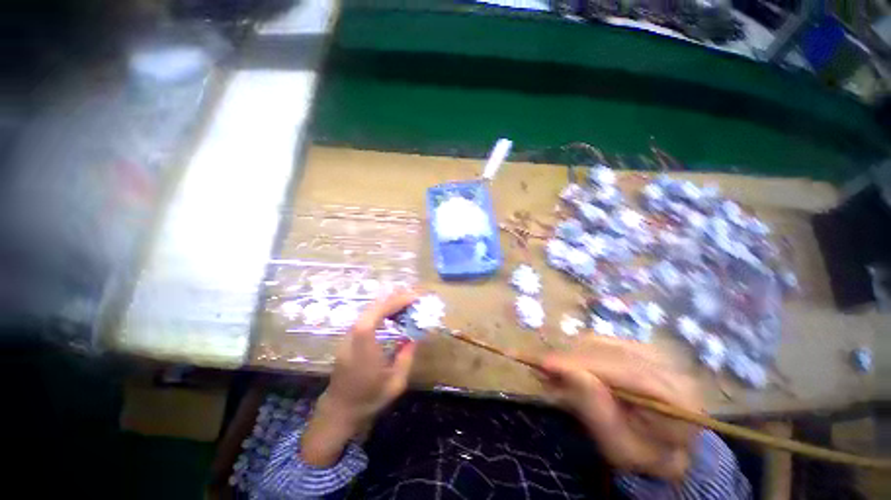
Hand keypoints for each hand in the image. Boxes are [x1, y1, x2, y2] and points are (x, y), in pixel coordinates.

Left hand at [302, 289, 417, 465]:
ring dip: (388, 303)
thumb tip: (415, 336)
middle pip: (372, 307)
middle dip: (394, 298)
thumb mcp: (395, 383)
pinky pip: (366, 316)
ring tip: (406, 303)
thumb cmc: (369, 399)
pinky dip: (381, 310)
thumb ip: (407, 357)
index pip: (375, 314)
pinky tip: (392, 314)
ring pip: (368, 310)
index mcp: (364, 347)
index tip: (413, 298)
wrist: (340, 410)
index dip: (394, 302)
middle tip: (413, 298)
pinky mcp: (348, 337)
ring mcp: (348, 335)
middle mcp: (352, 336)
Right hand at [539, 337, 701, 479]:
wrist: (665, 445)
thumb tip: (568, 371)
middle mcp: (668, 367)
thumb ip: (596, 411)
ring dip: (572, 354)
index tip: (544, 364)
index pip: (624, 372)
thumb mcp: (618, 446)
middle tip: (541, 369)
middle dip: (570, 358)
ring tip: (552, 370)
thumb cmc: (643, 454)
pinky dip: (579, 351)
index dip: (581, 364)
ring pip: (603, 343)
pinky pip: (602, 342)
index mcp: (676, 398)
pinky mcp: (638, 347)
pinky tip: (568, 364)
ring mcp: (653, 353)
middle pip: (609, 352)